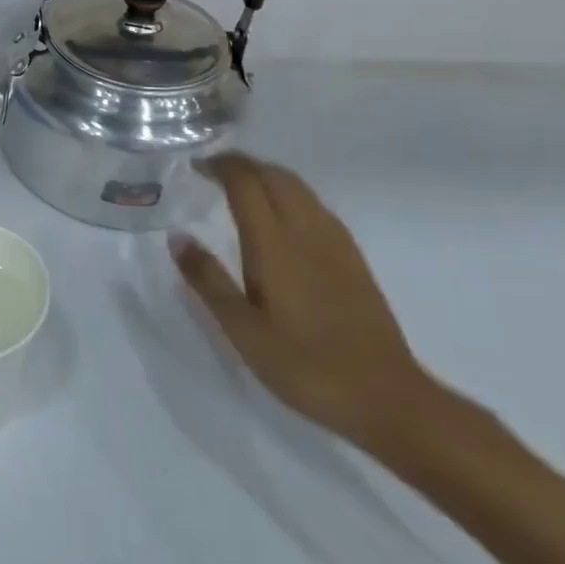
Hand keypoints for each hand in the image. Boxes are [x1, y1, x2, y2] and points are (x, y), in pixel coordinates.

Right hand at [172, 154, 441, 448]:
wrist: (387, 398)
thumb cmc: (305, 366)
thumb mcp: (243, 330)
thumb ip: (208, 280)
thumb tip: (177, 237)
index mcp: (275, 244)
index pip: (246, 183)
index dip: (219, 166)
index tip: (195, 166)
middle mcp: (307, 231)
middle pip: (274, 175)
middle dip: (243, 165)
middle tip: (213, 173)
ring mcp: (336, 243)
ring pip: (299, 187)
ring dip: (267, 175)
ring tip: (242, 189)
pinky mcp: (354, 259)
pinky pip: (316, 206)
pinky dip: (291, 194)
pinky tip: (282, 219)